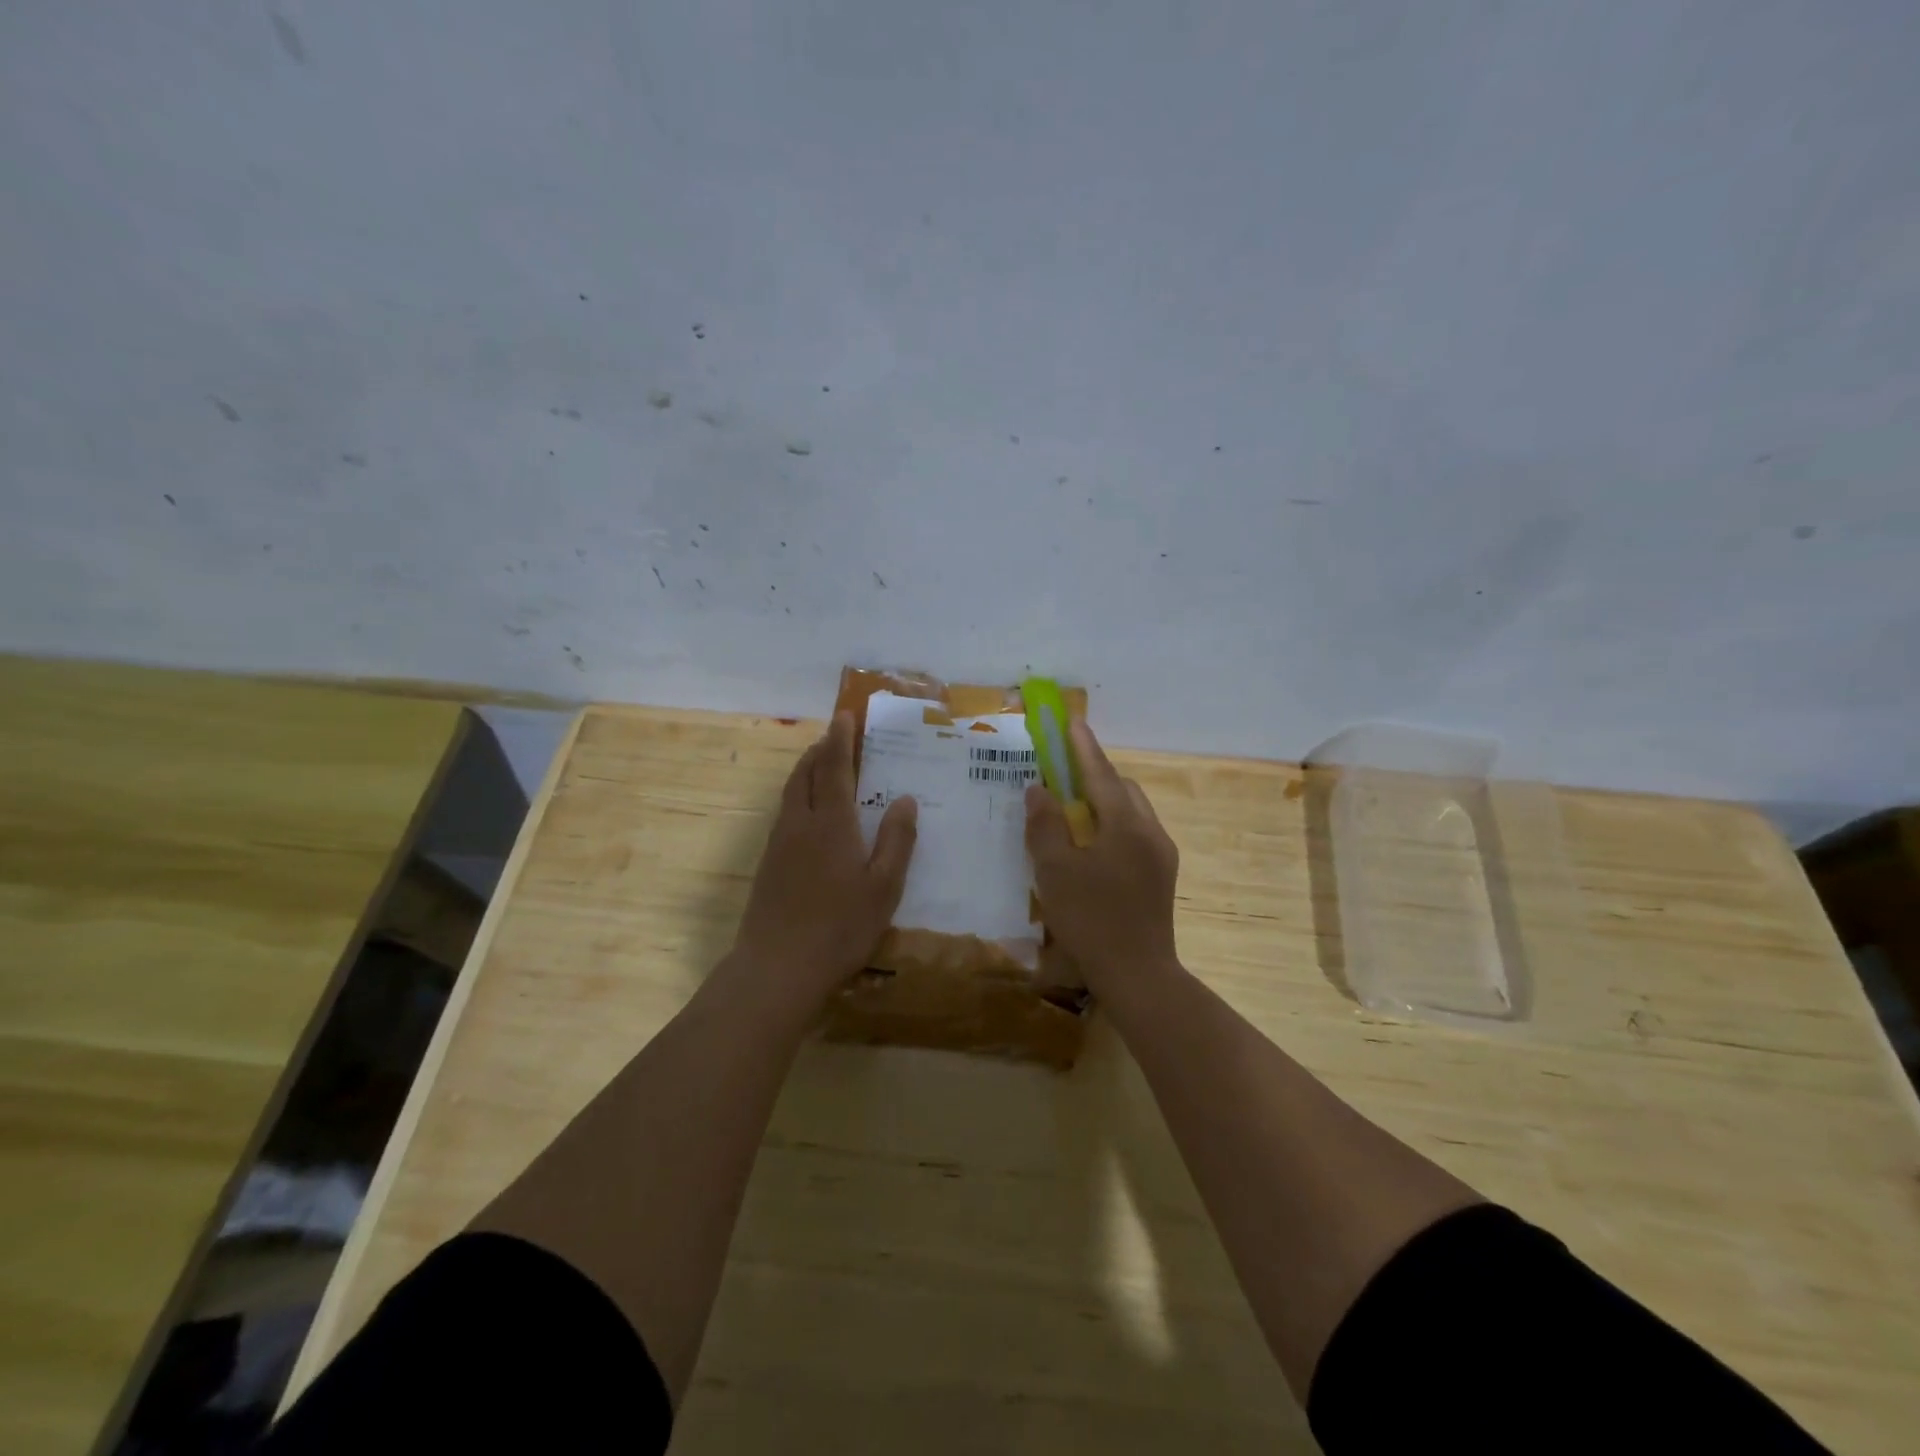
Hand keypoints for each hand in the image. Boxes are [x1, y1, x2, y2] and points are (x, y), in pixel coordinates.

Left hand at [732, 712, 917, 1008]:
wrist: (777, 967)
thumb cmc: (840, 927)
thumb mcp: (884, 887)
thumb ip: (897, 840)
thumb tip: (905, 798)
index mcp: (832, 823)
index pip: (833, 767)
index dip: (840, 739)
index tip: (844, 715)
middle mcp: (800, 823)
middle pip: (804, 773)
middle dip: (820, 749)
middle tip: (835, 736)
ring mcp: (779, 843)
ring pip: (790, 792)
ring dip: (805, 770)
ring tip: (821, 765)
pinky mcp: (767, 864)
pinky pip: (784, 813)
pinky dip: (798, 796)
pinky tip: (809, 814)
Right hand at [1026, 720, 1180, 1001]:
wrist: (1138, 975)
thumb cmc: (1091, 919)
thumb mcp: (1055, 871)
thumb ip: (1045, 825)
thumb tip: (1039, 790)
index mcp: (1126, 824)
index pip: (1100, 773)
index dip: (1082, 746)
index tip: (1071, 720)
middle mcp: (1151, 831)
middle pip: (1121, 788)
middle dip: (1094, 775)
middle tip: (1063, 775)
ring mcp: (1161, 854)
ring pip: (1131, 812)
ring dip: (1104, 802)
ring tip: (1074, 812)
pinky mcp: (1162, 875)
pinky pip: (1136, 833)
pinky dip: (1113, 825)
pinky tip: (1092, 846)